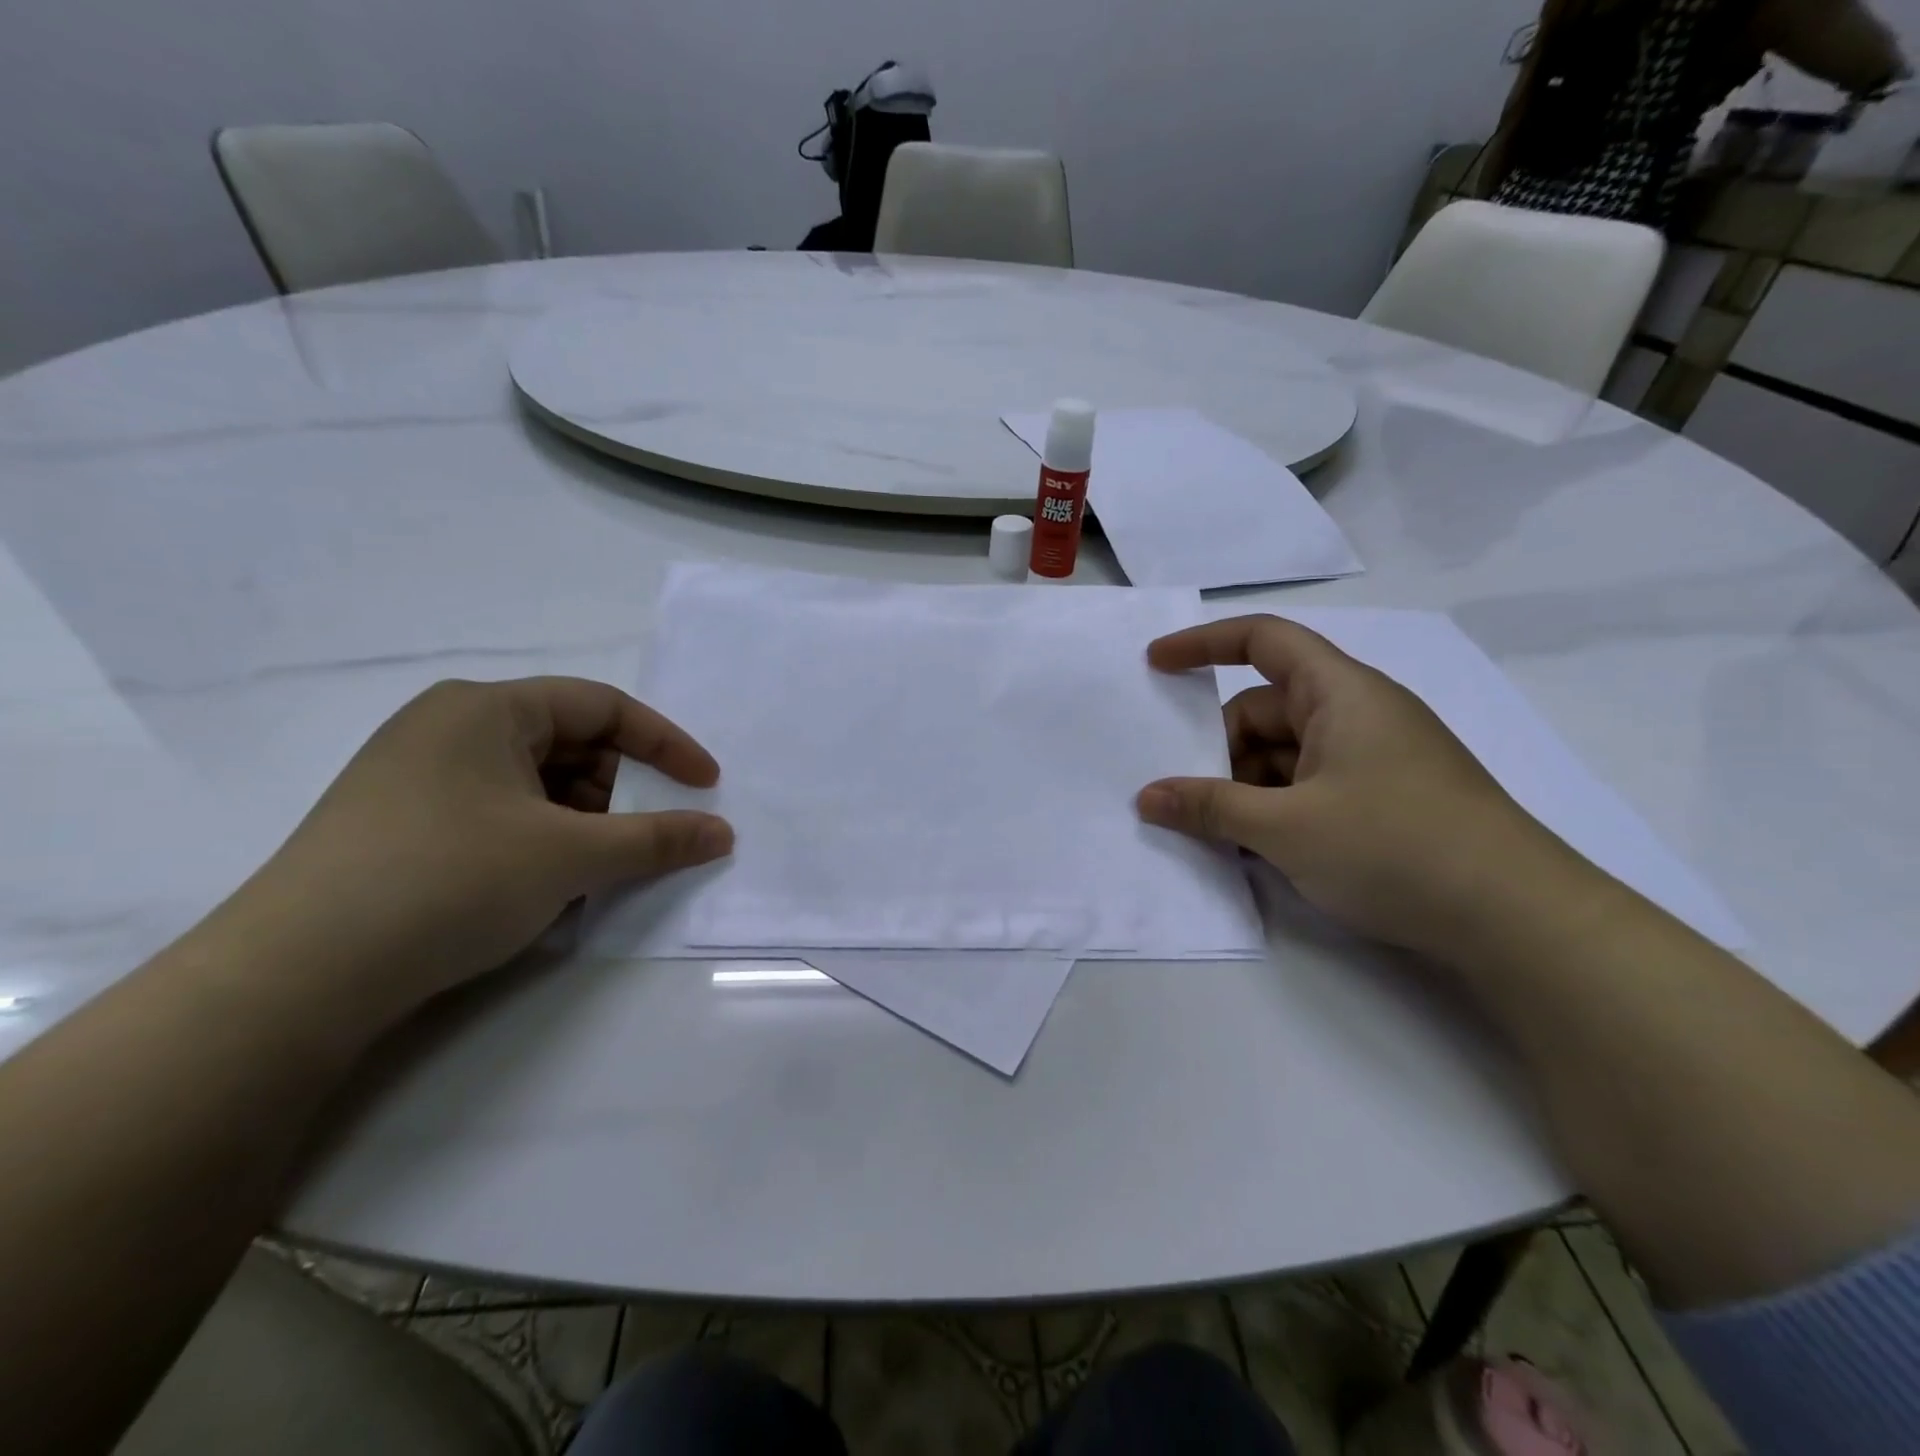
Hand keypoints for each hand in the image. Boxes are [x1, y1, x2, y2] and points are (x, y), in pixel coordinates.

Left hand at [227, 678, 731, 1019]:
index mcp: (486, 708)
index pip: (602, 706)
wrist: (293, 978)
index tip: (706, 785)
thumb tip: (723, 834)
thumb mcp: (570, 856)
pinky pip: (499, 814)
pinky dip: (538, 842)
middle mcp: (449, 727)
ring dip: (579, 823)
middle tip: (635, 841)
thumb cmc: (449, 880)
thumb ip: (658, 839)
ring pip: (535, 784)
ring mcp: (418, 776)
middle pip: (569, 744)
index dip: (666, 744)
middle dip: (617, 792)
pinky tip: (539, 889)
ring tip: (585, 875)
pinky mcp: (402, 823)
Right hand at [1136, 616, 1559, 959]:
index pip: (1262, 640)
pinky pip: (1309, 784)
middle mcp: (1357, 713)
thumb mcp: (1285, 828)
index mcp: (1340, 693)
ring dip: (1245, 785)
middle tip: (1188, 797)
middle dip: (1220, 747)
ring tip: (1220, 834)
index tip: (1156, 665)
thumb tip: (1147, 797)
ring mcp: (1373, 757)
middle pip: (1265, 708)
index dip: (1203, 643)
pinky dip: (1276, 806)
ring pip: (1285, 753)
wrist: (1518, 918)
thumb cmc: (1395, 847)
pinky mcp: (1384, 797)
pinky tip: (1259, 848)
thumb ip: (1209, 807)